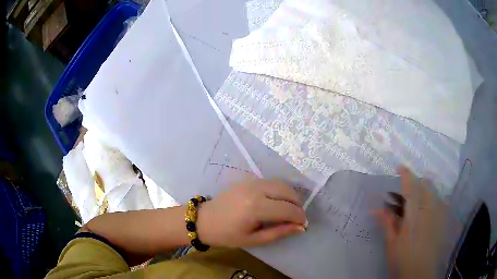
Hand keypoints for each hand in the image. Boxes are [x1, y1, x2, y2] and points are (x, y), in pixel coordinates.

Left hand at [196, 179, 306, 247]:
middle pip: (288, 192)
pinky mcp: (248, 180)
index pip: (287, 209)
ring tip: (290, 211)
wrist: (205, 220)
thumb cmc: (227, 235)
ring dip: (290, 196)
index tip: (303, 225)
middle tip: (297, 218)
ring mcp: (251, 182)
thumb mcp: (254, 239)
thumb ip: (279, 232)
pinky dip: (280, 191)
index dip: (299, 217)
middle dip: (297, 205)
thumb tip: (300, 227)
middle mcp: (256, 190)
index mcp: (255, 208)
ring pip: (281, 184)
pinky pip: (272, 182)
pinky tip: (278, 202)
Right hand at [376, 167, 446, 278]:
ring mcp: (439, 214)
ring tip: (418, 201)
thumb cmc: (402, 261)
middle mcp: (429, 210)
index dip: (405, 174)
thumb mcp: (391, 244)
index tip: (399, 167)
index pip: (411, 187)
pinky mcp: (444, 220)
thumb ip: (387, 223)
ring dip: (425, 190)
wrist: (420, 274)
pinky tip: (429, 211)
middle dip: (416, 182)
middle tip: (407, 191)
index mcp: (414, 215)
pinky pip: (441, 202)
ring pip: (434, 192)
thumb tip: (377, 208)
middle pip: (426, 185)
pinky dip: (434, 201)